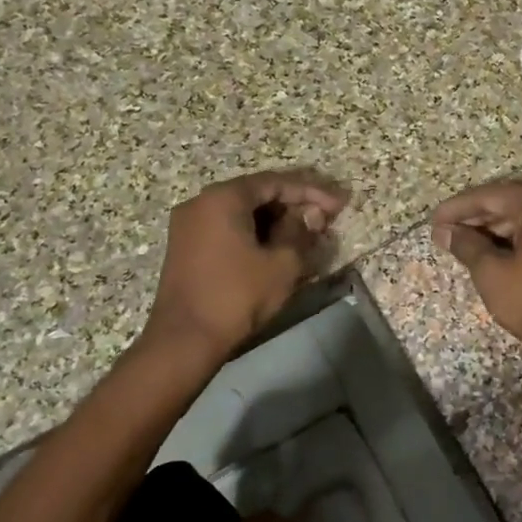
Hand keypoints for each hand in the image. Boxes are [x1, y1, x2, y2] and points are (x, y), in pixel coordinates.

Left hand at [143, 170, 347, 363]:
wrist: (184, 339)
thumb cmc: (237, 297)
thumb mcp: (282, 264)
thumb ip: (300, 232)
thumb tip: (309, 215)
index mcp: (223, 198)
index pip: (275, 182)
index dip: (310, 191)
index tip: (338, 204)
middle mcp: (201, 202)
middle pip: (255, 193)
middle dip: (292, 204)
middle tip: (323, 216)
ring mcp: (189, 224)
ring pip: (240, 211)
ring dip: (273, 219)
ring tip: (305, 233)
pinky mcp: (186, 246)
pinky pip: (226, 227)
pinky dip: (253, 232)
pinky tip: (275, 246)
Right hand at [432, 177, 521, 371]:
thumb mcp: (493, 275)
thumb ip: (467, 246)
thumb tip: (446, 232)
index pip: (492, 195)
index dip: (459, 208)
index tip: (434, 221)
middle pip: (515, 200)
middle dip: (479, 216)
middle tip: (449, 233)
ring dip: (501, 227)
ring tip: (470, 244)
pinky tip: (501, 251)